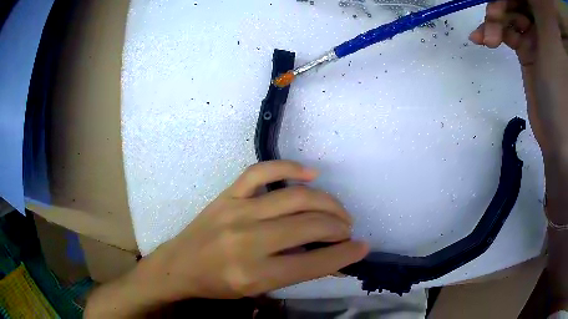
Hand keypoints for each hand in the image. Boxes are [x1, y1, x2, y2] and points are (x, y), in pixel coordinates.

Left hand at [139, 160, 368, 300]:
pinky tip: (310, 174)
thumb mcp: (257, 290)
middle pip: (308, 226)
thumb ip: (295, 273)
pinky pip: (261, 171)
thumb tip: (331, 257)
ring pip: (294, 198)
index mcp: (253, 274)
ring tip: (338, 211)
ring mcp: (236, 211)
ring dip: (326, 202)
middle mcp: (247, 241)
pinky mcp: (228, 195)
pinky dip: (289, 167)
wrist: (179, 265)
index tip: (363, 247)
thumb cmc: (217, 285)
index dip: (344, 255)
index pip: (312, 264)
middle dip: (339, 227)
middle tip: (347, 230)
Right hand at [469, 0, 567, 155]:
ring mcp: (534, 37)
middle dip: (501, 4)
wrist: (558, 129)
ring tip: (487, 37)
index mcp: (540, 21)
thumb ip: (531, 6)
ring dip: (494, 21)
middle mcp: (539, 24)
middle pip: (515, 1)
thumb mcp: (545, 30)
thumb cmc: (559, 76)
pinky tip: (482, 39)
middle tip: (492, 15)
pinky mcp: (526, 51)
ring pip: (508, 14)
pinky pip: (506, 33)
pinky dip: (493, 34)